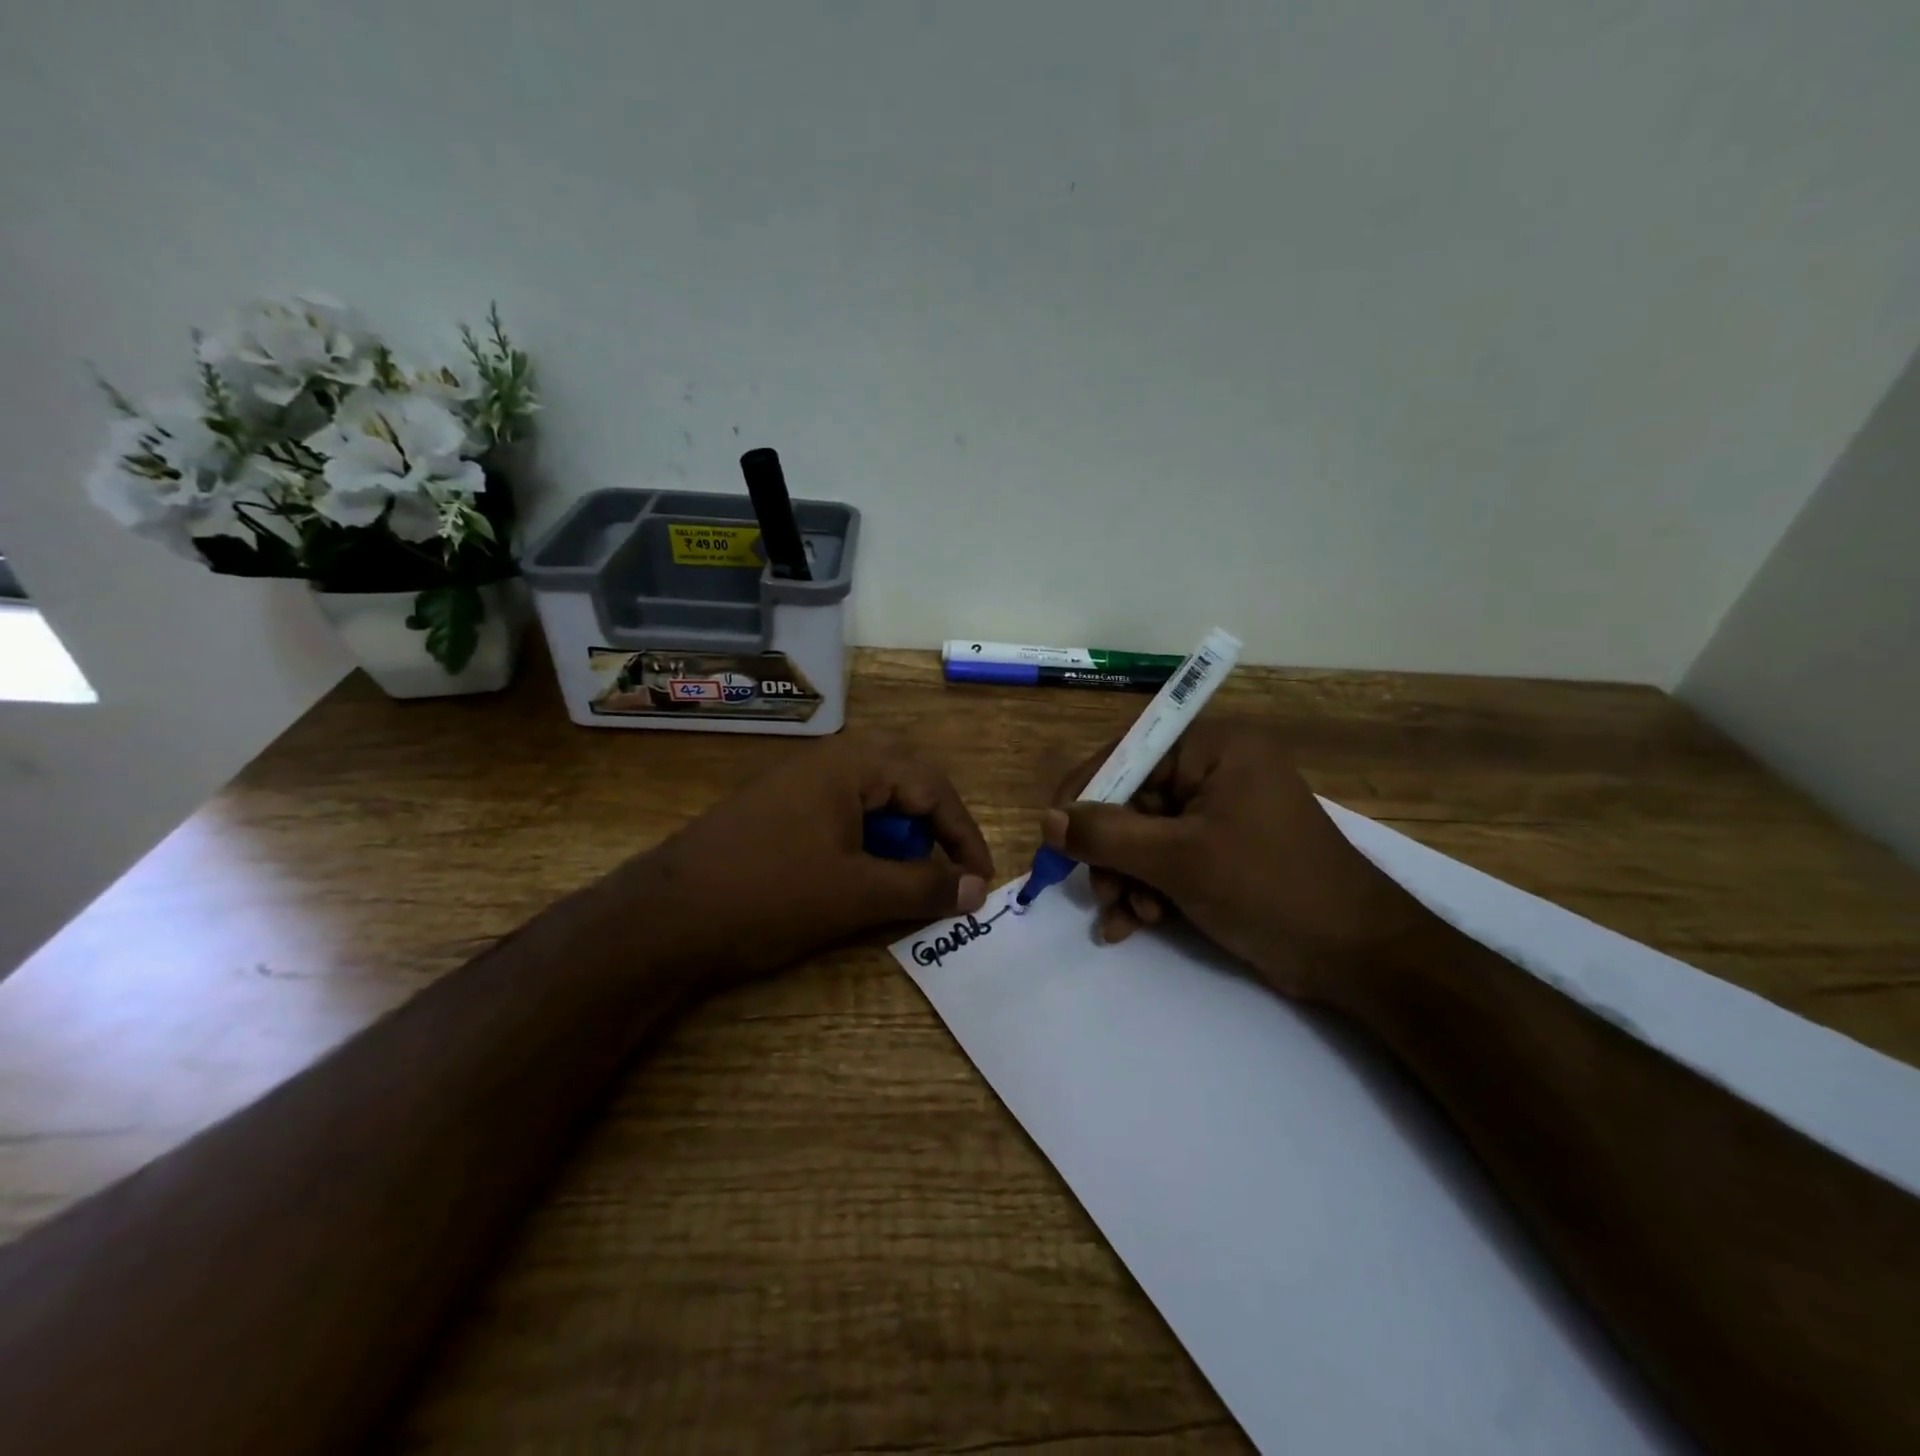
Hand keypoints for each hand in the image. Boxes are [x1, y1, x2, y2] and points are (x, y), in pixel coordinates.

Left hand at [611, 738, 993, 986]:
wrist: (665, 915)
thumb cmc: (770, 894)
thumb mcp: (856, 894)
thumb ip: (922, 886)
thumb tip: (977, 889)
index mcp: (851, 763)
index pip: (932, 786)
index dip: (963, 835)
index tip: (981, 880)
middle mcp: (828, 759)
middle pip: (905, 782)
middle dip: (933, 827)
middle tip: (947, 870)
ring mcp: (798, 782)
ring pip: (872, 798)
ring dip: (899, 834)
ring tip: (903, 877)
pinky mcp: (779, 808)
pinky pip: (841, 812)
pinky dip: (865, 841)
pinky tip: (858, 874)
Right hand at [1043, 718, 1426, 1002]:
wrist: (1359, 958)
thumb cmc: (1270, 889)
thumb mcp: (1179, 860)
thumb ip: (1106, 836)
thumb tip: (1046, 819)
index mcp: (1214, 748)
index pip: (1129, 752)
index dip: (1086, 792)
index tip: (1052, 833)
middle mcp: (1215, 771)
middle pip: (1133, 801)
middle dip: (1112, 853)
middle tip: (1102, 893)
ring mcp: (1220, 814)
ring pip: (1145, 837)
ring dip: (1127, 878)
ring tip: (1129, 918)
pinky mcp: (1223, 852)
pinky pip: (1167, 860)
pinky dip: (1147, 890)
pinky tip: (1134, 926)